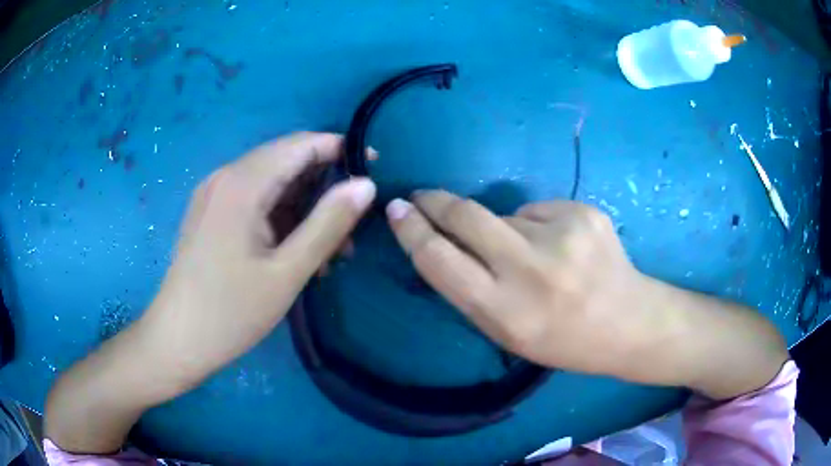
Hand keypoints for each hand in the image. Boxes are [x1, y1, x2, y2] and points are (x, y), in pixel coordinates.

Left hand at [141, 132, 375, 390]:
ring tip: (331, 250)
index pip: (301, 144)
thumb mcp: (287, 272)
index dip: (341, 149)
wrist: (177, 340)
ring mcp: (215, 194)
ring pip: (272, 184)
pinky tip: (297, 251)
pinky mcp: (211, 213)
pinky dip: (281, 218)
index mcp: (242, 183)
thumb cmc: (230, 312)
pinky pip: (255, 201)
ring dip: (305, 207)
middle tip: (353, 225)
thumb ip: (329, 223)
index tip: (373, 171)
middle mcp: (226, 177)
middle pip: (286, 161)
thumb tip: (366, 185)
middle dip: (325, 185)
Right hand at [385, 191, 786, 397]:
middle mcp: (530, 270)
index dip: (411, 231)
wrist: (630, 323)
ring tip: (538, 256)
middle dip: (436, 202)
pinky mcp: (584, 212)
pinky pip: (540, 210)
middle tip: (424, 198)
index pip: (439, 260)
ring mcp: (562, 234)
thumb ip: (471, 289)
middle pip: (465, 216)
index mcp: (506, 312)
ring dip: (505, 229)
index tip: (396, 209)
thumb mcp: (507, 333)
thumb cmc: (564, 340)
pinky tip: (565, 248)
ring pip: (505, 214)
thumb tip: (444, 239)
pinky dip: (540, 225)